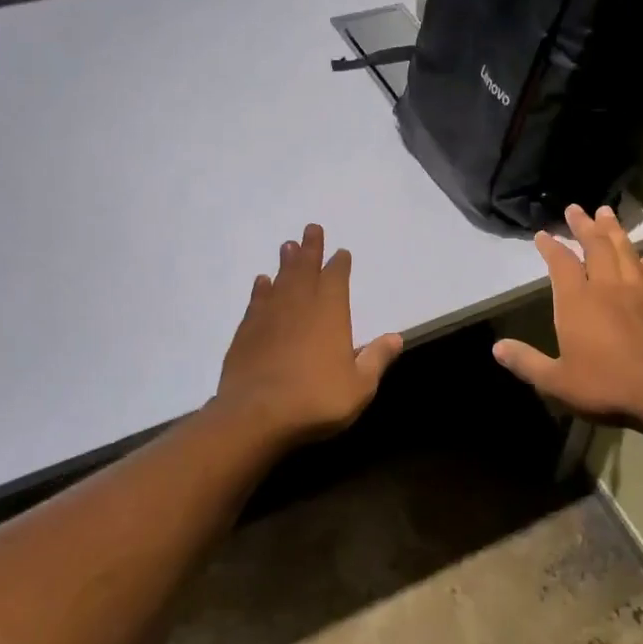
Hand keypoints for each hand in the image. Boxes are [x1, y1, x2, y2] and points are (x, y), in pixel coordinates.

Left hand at [216, 223, 403, 447]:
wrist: (256, 416)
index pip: (336, 279)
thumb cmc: (316, 399)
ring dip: (285, 263)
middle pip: (305, 270)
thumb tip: (397, 336)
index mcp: (330, 314)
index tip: (341, 252)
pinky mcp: (245, 333)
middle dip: (310, 249)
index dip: (339, 264)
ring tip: (287, 245)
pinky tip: (262, 282)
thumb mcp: (360, 385)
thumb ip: (376, 358)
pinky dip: (261, 289)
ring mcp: (269, 317)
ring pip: (279, 281)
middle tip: (311, 228)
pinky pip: (256, 302)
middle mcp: (299, 306)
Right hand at [492, 205, 642, 430]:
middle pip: (595, 247)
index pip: (561, 264)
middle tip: (576, 209)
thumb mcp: (556, 381)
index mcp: (577, 302)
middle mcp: (608, 288)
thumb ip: (527, 362)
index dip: (551, 247)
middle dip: (584, 226)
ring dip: (614, 232)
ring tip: (607, 214)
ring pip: (625, 253)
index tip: (543, 234)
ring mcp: (639, 294)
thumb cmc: (605, 386)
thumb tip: (497, 348)